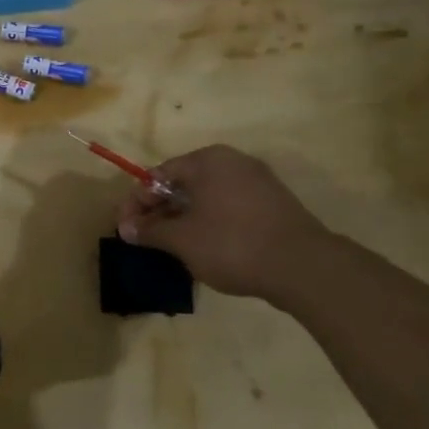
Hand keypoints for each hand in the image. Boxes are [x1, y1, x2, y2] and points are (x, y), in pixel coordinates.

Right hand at [117, 144, 331, 301]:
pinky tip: (203, 246)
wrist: (304, 267)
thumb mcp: (181, 240)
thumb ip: (150, 231)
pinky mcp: (273, 203)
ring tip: (170, 245)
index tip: (125, 229)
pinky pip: (228, 206)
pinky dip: (209, 221)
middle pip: (182, 184)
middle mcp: (232, 162)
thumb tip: (126, 229)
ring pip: (206, 196)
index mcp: (207, 161)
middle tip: (144, 238)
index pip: (158, 175)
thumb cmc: (232, 244)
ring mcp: (257, 182)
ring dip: (182, 218)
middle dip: (159, 211)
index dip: (136, 203)